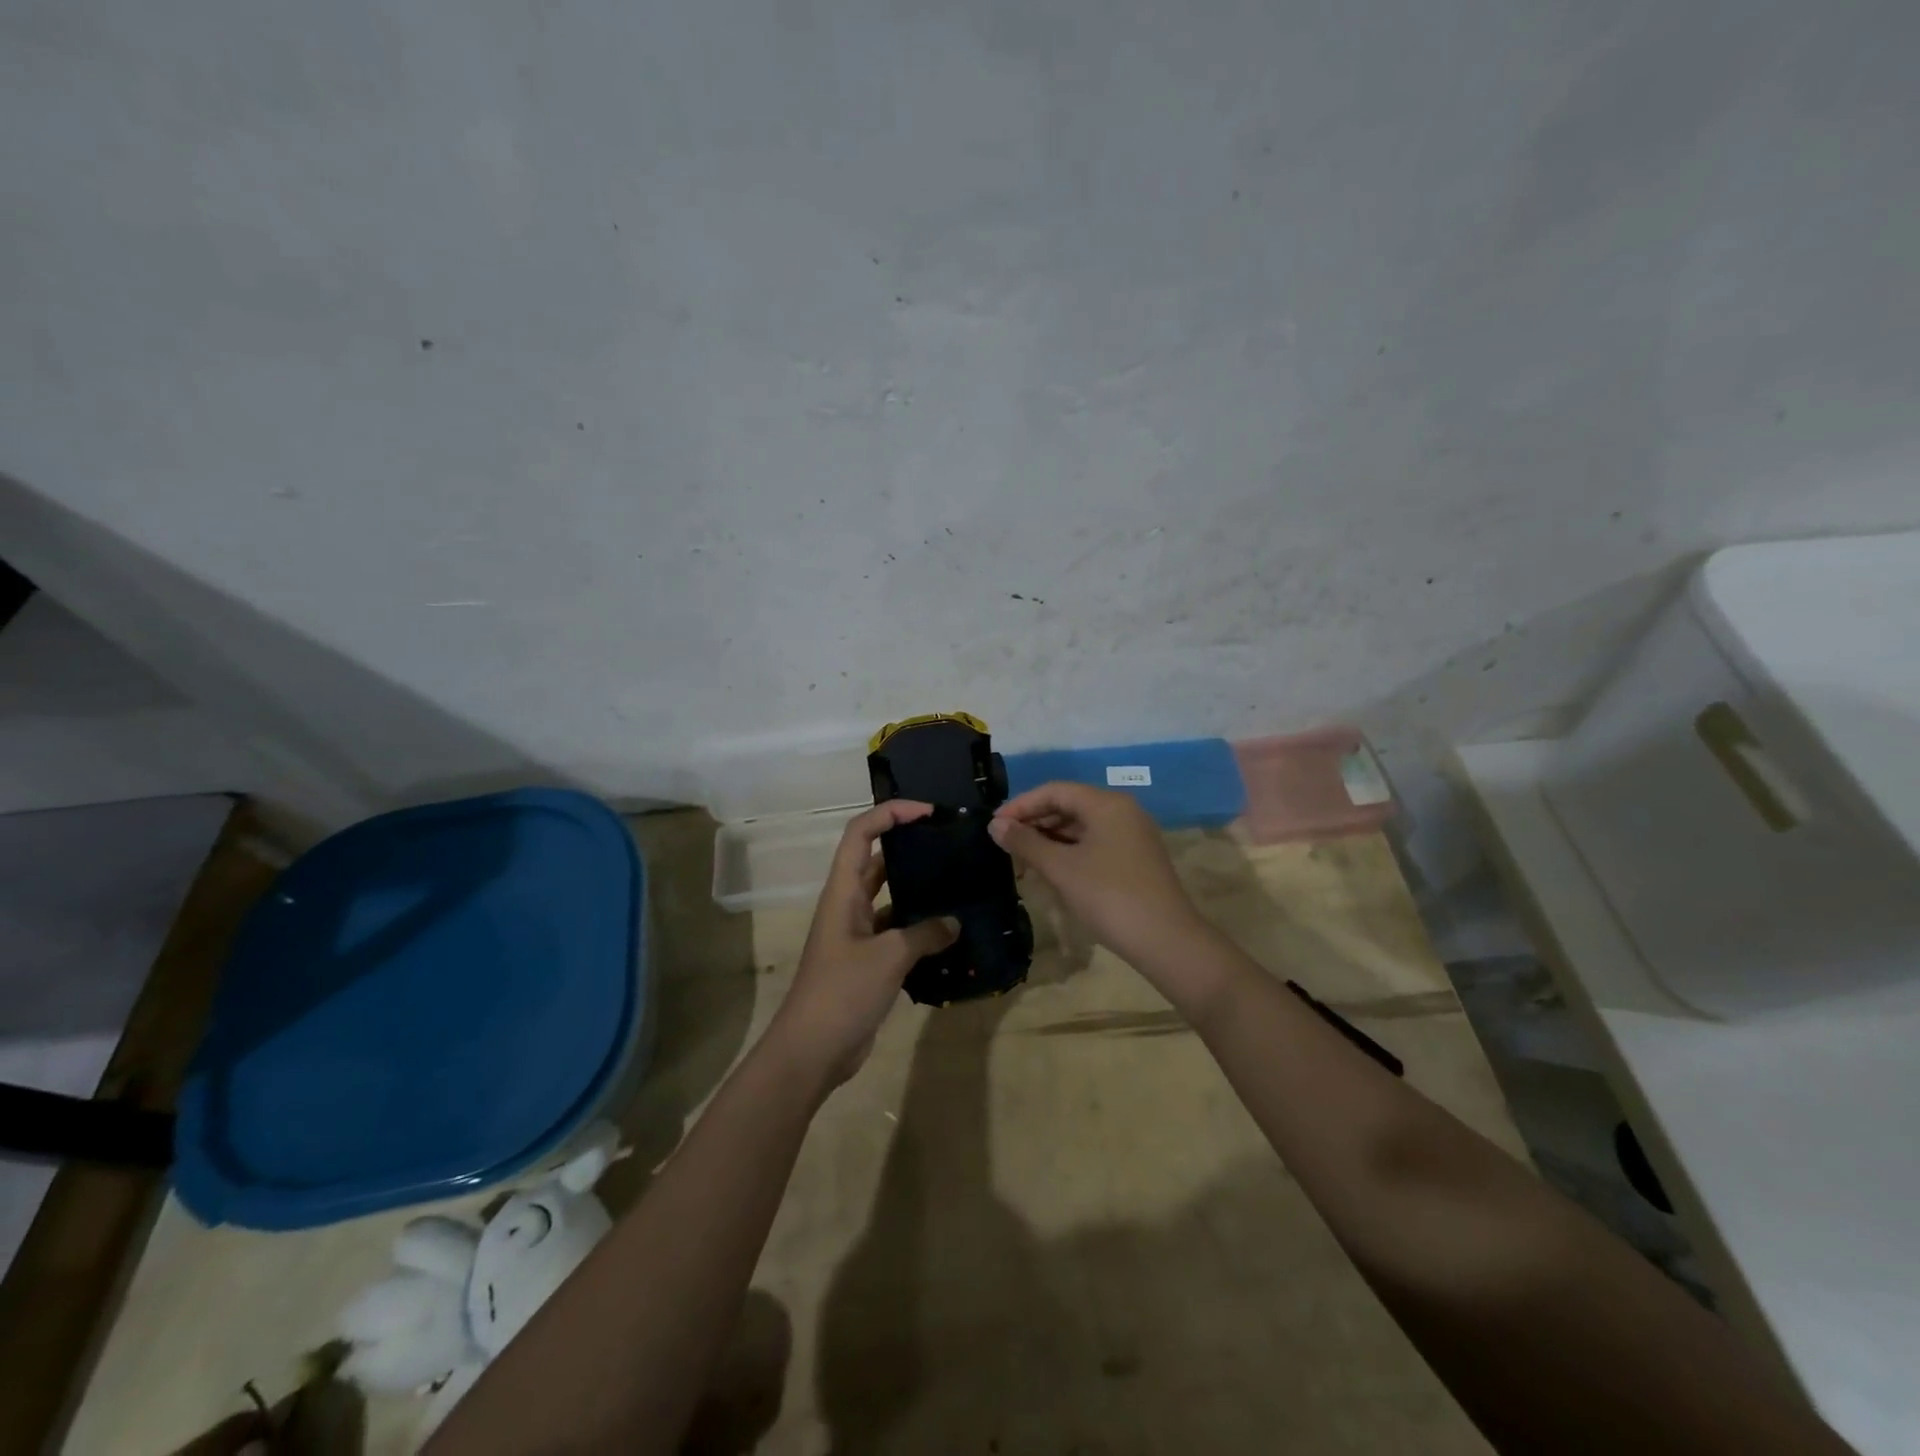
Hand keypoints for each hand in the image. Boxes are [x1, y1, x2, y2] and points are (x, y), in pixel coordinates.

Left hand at [767, 800, 957, 1087]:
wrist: (811, 1051)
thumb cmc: (842, 992)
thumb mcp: (888, 957)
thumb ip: (925, 934)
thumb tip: (954, 922)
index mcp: (843, 892)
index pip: (861, 833)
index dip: (890, 813)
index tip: (928, 812)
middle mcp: (848, 905)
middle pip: (876, 859)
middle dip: (908, 844)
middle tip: (948, 842)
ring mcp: (856, 933)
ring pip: (888, 896)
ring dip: (916, 887)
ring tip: (956, 880)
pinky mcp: (867, 960)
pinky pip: (896, 930)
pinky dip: (919, 926)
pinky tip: (949, 931)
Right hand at [989, 781, 1207, 969]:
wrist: (1166, 941)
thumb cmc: (1109, 896)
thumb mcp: (1061, 868)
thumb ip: (1025, 842)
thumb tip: (995, 825)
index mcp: (1106, 804)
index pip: (1054, 791)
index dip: (1021, 805)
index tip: (994, 825)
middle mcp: (1123, 811)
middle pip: (1069, 805)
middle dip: (1035, 823)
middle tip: (1006, 844)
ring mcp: (1133, 835)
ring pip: (1082, 826)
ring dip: (1050, 839)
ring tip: (1024, 861)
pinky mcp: (1136, 858)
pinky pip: (1095, 843)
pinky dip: (1070, 852)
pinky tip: (1052, 871)